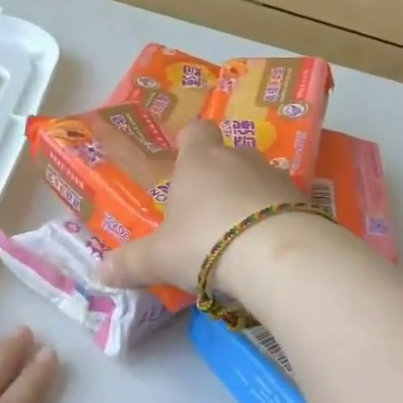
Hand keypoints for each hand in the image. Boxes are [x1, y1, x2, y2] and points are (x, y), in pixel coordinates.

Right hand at [96, 119, 304, 292]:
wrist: (278, 255)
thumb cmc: (205, 242)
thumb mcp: (159, 258)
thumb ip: (130, 263)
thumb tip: (98, 271)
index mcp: (199, 161)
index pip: (195, 131)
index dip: (189, 141)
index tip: (183, 157)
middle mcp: (239, 159)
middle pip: (227, 156)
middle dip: (217, 178)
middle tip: (204, 212)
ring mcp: (276, 178)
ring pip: (258, 179)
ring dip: (248, 199)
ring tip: (237, 235)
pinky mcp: (304, 202)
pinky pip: (283, 205)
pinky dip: (274, 219)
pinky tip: (265, 248)